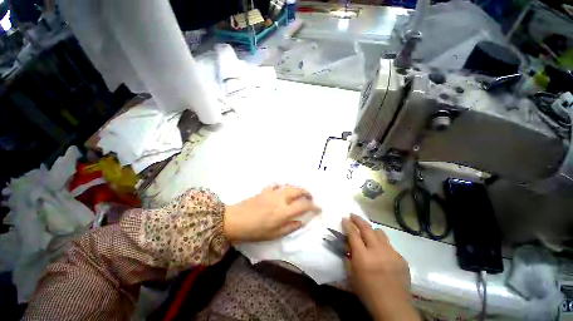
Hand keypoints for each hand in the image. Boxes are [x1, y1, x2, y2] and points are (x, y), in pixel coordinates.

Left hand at [223, 184, 319, 242]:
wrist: (235, 221)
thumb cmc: (255, 231)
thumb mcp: (274, 234)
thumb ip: (290, 227)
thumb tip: (301, 221)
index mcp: (284, 211)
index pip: (304, 205)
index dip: (314, 205)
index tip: (318, 207)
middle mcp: (281, 199)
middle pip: (298, 191)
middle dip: (307, 192)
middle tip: (310, 197)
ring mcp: (272, 192)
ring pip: (289, 186)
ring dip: (297, 188)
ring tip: (300, 192)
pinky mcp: (265, 190)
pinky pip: (276, 184)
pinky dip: (282, 186)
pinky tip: (282, 189)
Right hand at [343, 214, 419, 320]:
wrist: (393, 306)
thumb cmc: (367, 292)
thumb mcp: (351, 274)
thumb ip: (348, 256)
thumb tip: (347, 243)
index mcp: (363, 257)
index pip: (353, 234)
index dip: (347, 224)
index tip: (344, 218)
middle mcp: (377, 251)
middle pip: (367, 228)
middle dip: (358, 219)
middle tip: (352, 215)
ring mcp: (392, 253)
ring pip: (380, 233)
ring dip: (371, 230)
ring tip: (367, 231)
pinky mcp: (401, 258)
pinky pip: (389, 245)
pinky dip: (382, 244)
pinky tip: (380, 251)